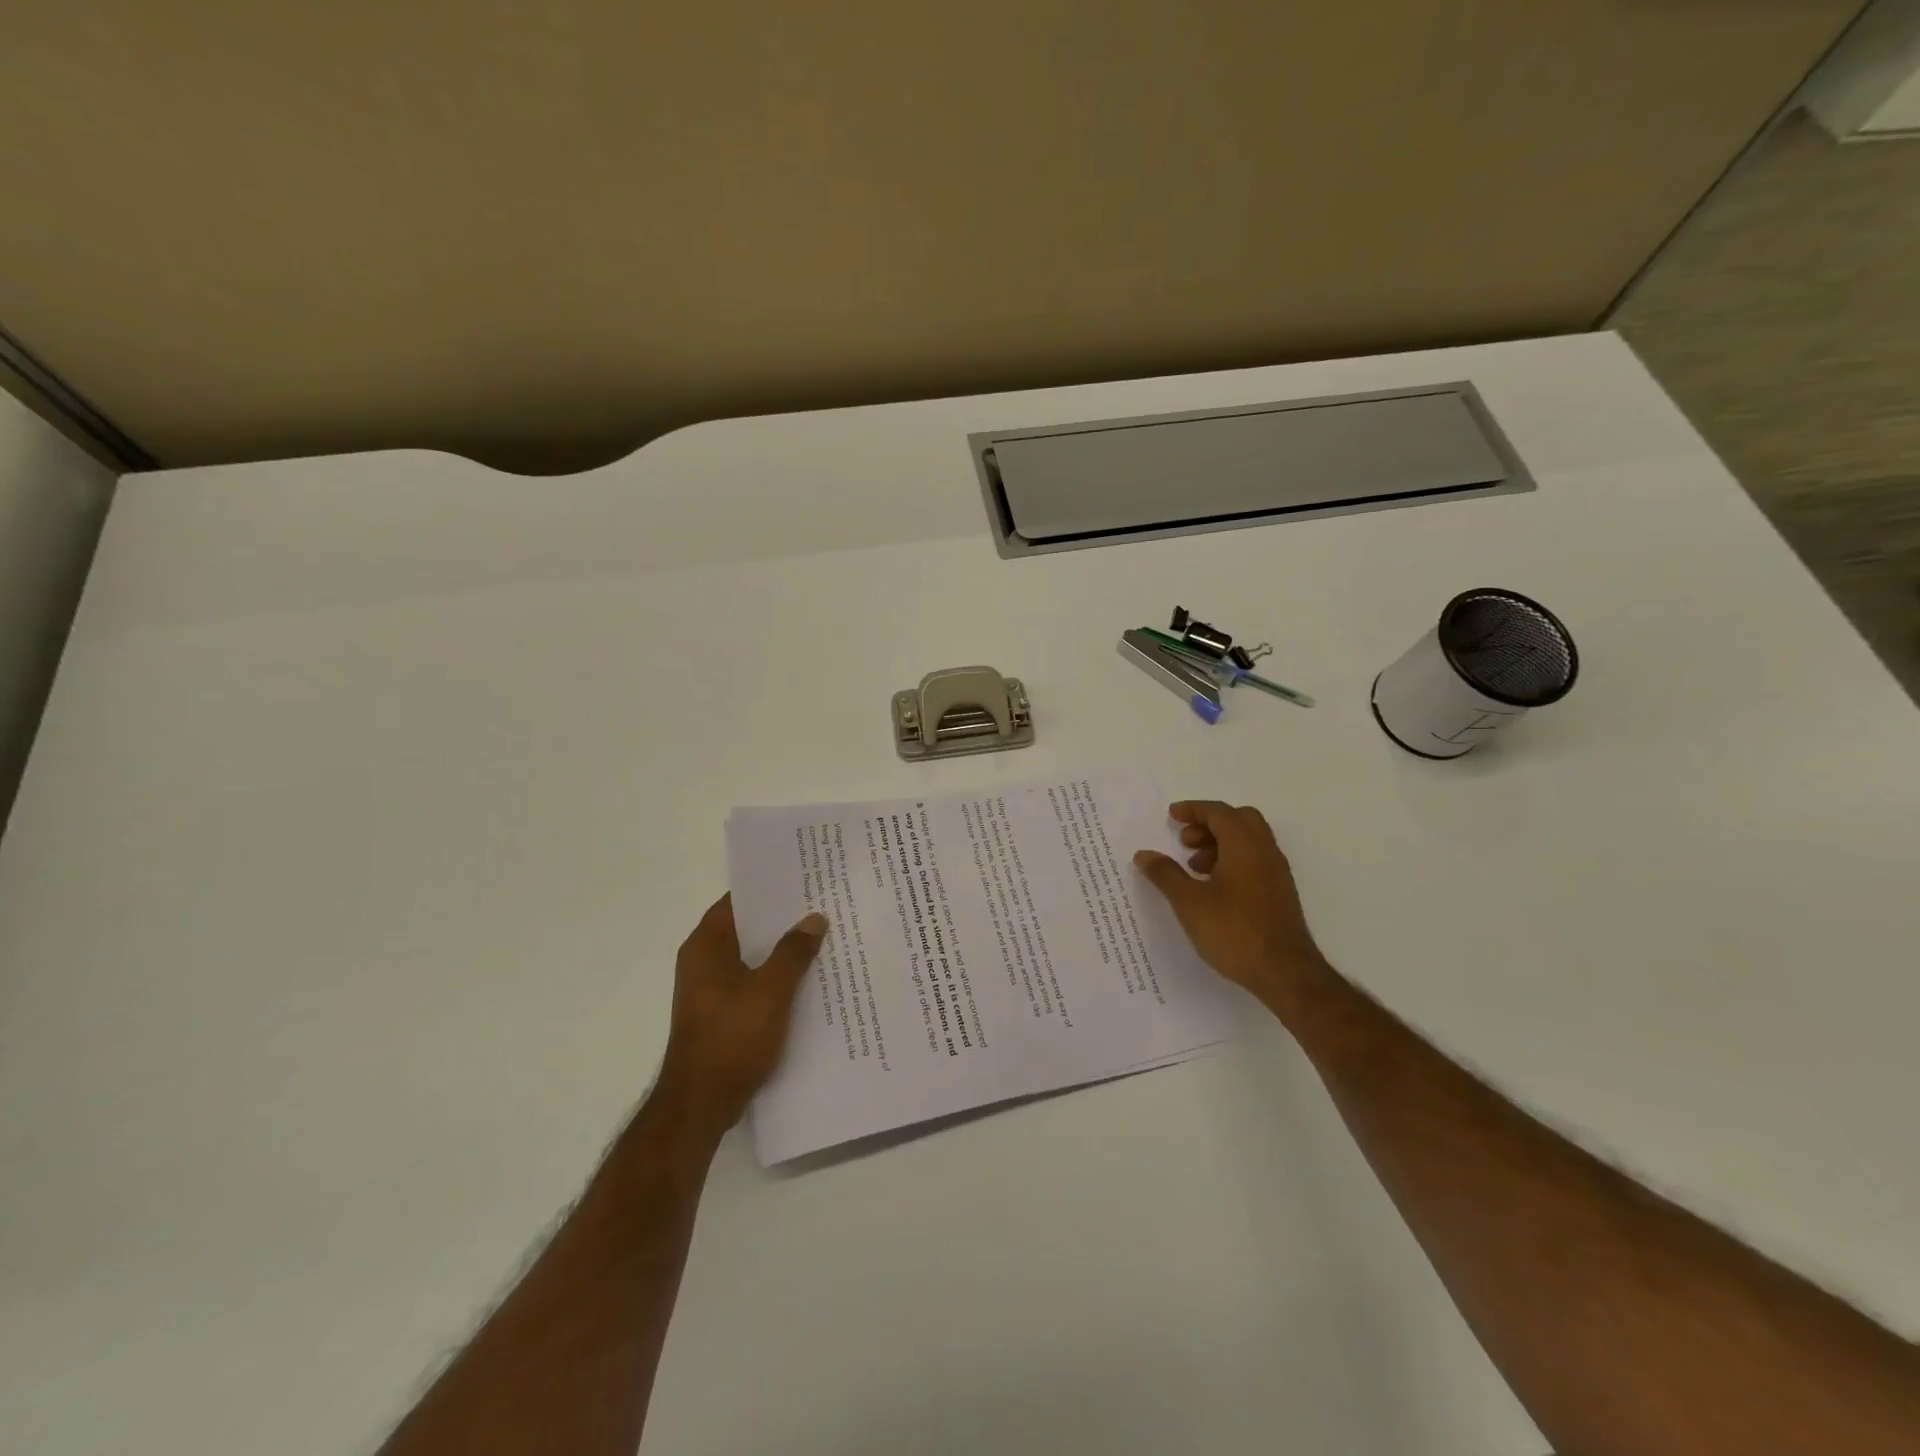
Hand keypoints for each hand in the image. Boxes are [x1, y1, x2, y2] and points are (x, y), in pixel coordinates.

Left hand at [656, 895, 827, 1138]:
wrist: (701, 1104)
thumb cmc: (732, 1038)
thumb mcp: (771, 990)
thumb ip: (793, 952)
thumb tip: (813, 918)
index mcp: (706, 946)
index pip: (737, 901)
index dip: (768, 889)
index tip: (802, 879)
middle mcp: (703, 962)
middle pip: (747, 929)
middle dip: (781, 920)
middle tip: (821, 906)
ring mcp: (709, 990)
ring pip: (751, 958)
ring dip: (781, 951)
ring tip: (821, 938)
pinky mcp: (719, 1014)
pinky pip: (751, 984)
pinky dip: (774, 978)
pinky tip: (807, 980)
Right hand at [1133, 801, 1328, 1009]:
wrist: (1284, 972)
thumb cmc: (1234, 931)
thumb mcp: (1189, 902)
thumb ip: (1165, 874)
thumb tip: (1144, 854)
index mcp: (1245, 845)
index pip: (1219, 813)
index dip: (1193, 810)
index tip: (1171, 816)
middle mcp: (1265, 852)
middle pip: (1239, 820)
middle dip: (1209, 824)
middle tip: (1184, 841)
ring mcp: (1276, 873)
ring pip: (1248, 841)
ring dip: (1220, 844)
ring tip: (1194, 868)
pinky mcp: (1279, 893)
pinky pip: (1254, 861)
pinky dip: (1232, 861)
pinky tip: (1213, 889)